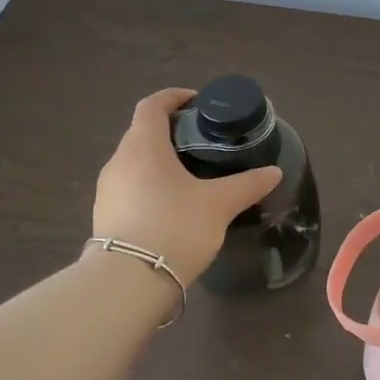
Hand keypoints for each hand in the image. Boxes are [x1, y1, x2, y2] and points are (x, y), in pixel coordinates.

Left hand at [92, 88, 282, 283]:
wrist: (129, 282)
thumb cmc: (175, 226)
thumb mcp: (219, 204)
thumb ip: (247, 184)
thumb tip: (274, 172)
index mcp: (144, 146)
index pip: (152, 105)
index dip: (173, 97)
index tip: (197, 101)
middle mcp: (119, 161)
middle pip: (142, 133)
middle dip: (170, 131)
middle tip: (202, 141)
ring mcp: (107, 190)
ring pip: (135, 163)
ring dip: (159, 161)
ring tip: (190, 176)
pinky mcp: (105, 216)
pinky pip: (130, 188)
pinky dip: (150, 186)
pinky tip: (172, 206)